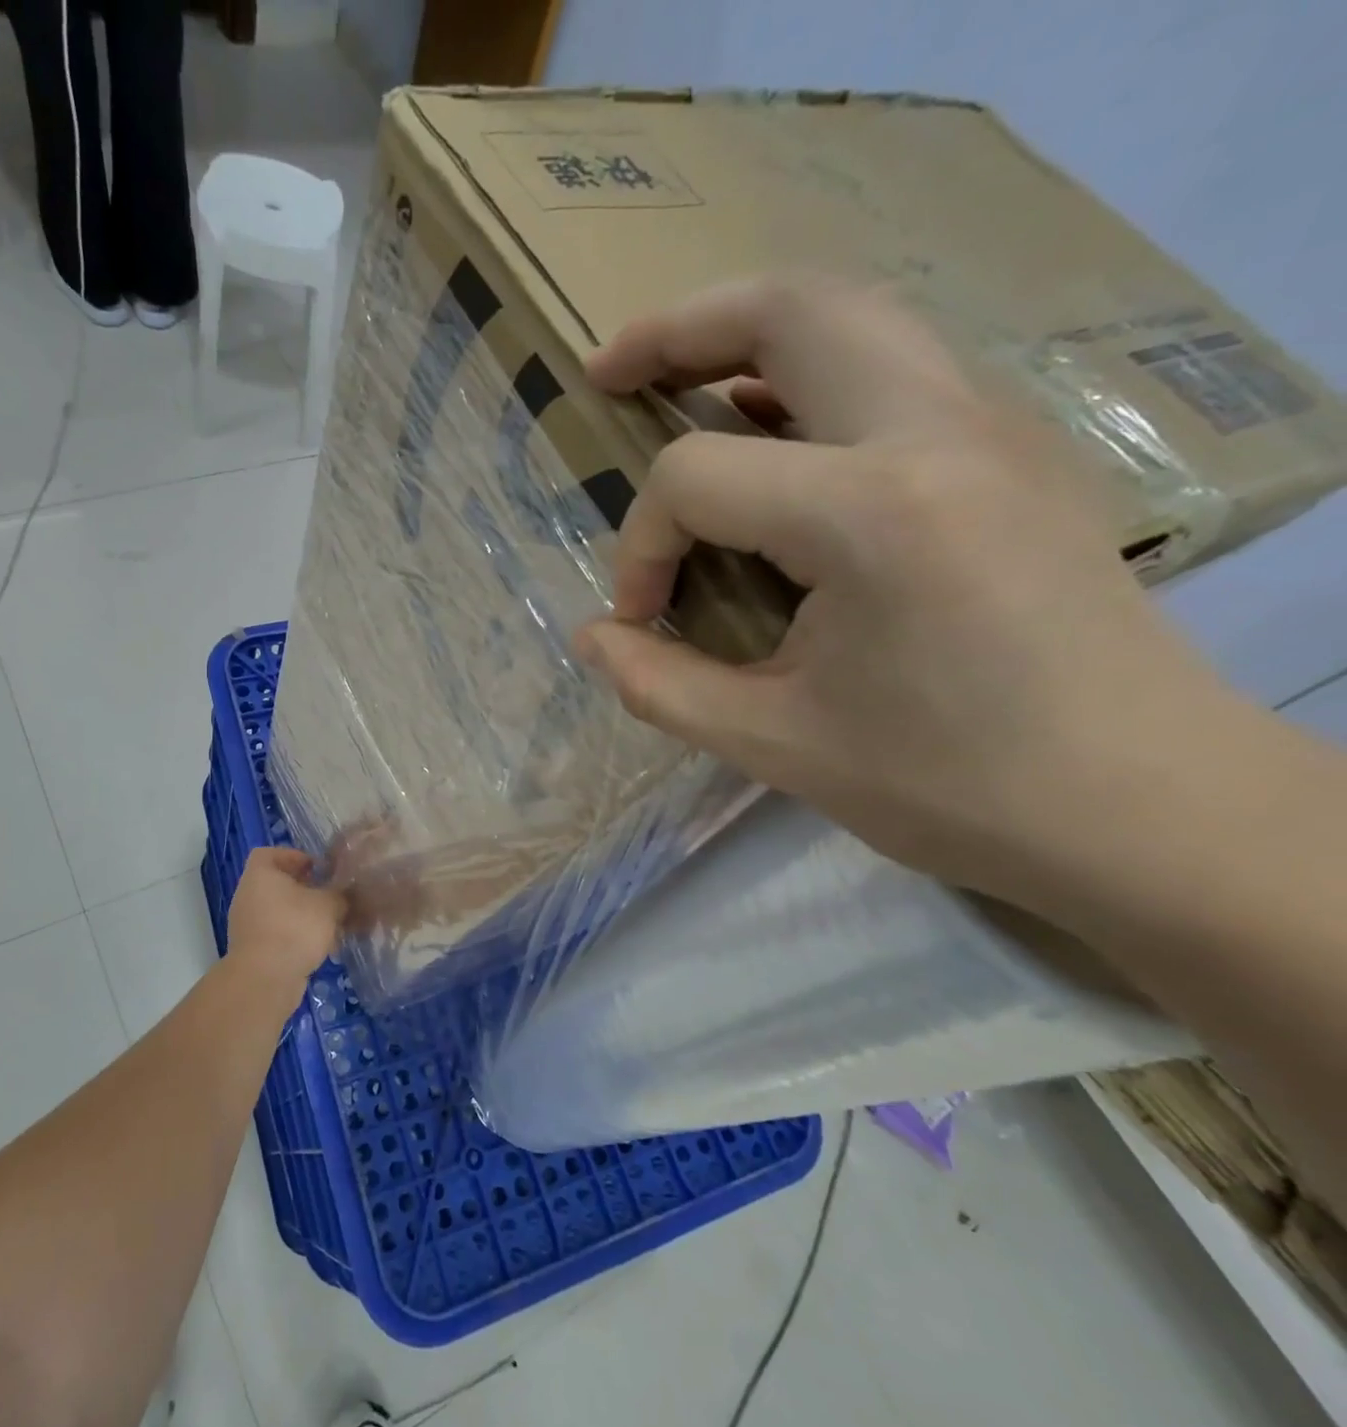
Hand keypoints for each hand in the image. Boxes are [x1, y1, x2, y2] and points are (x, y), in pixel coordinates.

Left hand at [225, 848, 345, 985]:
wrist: (266, 979)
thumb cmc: (295, 928)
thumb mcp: (328, 905)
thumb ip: (339, 894)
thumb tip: (345, 894)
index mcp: (260, 875)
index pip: (269, 853)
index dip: (294, 856)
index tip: (317, 868)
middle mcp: (247, 896)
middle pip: (277, 884)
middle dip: (305, 889)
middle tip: (329, 896)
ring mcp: (247, 925)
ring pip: (280, 911)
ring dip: (304, 916)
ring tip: (331, 925)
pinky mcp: (253, 950)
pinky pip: (277, 934)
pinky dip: (296, 937)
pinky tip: (321, 948)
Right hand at [576, 275, 1238, 913]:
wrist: (1143, 806)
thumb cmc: (949, 785)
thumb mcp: (773, 743)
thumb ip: (658, 683)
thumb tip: (592, 638)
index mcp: (871, 512)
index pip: (697, 479)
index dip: (641, 547)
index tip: (643, 620)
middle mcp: (937, 431)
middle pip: (790, 310)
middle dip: (680, 330)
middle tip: (608, 375)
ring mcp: (991, 426)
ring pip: (852, 315)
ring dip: (748, 335)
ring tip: (677, 378)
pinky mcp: (1011, 450)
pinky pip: (894, 364)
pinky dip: (810, 372)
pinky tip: (770, 426)